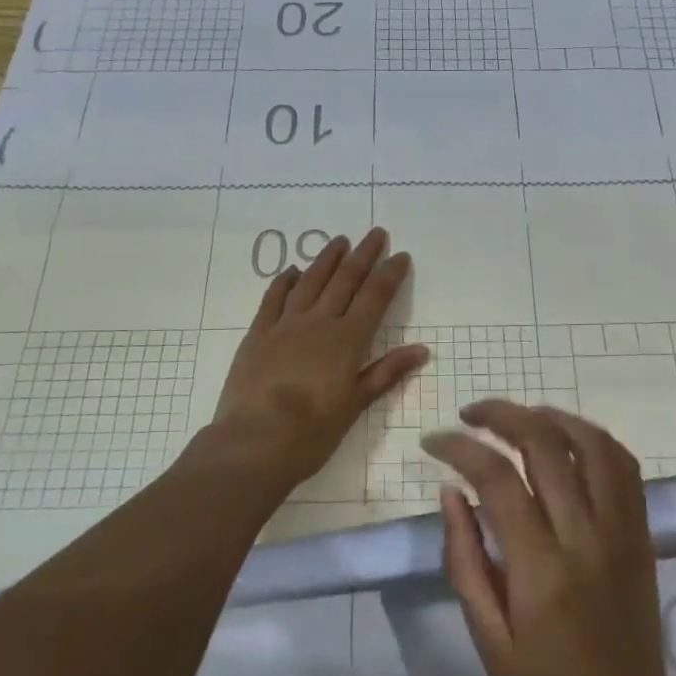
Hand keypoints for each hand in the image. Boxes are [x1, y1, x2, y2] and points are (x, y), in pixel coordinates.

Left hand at [209, 227, 426, 492]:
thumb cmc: (312, 432)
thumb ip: (386, 373)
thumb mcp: (355, 405)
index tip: (400, 255)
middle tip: (375, 233)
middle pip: (344, 281)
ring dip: (326, 259)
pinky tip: (292, 270)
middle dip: (363, 255)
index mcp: (347, 340)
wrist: (254, 442)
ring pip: (310, 282)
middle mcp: (318, 323)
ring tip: (339, 240)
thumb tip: (421, 349)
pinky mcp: (258, 334)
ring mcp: (285, 325)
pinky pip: (273, 299)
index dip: (389, 274)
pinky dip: (284, 281)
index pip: (374, 298)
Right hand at [426, 402, 675, 675]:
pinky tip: (564, 441)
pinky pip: (624, 466)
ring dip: (551, 416)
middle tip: (470, 415)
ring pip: (592, 443)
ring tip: (517, 418)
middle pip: (545, 444)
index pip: (497, 479)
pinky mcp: (642, 535)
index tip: (434, 442)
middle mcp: (586, 538)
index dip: (460, 448)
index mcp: (541, 570)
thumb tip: (449, 491)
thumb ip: (465, 559)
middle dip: (501, 415)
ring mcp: (622, 532)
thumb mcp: (488, 639)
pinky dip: (591, 439)